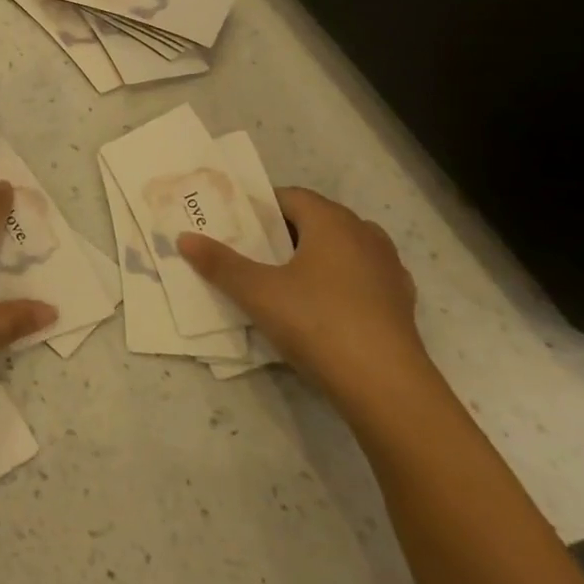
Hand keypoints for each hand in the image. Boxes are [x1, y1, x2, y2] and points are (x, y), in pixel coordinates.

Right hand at [178, 188, 431, 410]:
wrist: (387, 387)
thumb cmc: (318, 323)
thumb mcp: (257, 292)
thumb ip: (219, 263)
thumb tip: (183, 237)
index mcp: (332, 222)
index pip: (290, 196)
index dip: (260, 206)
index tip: (234, 224)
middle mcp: (365, 235)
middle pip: (316, 220)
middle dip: (283, 232)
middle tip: (250, 252)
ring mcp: (388, 269)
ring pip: (342, 249)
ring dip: (313, 256)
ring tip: (283, 279)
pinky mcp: (400, 303)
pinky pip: (360, 278)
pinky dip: (337, 282)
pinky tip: (319, 307)